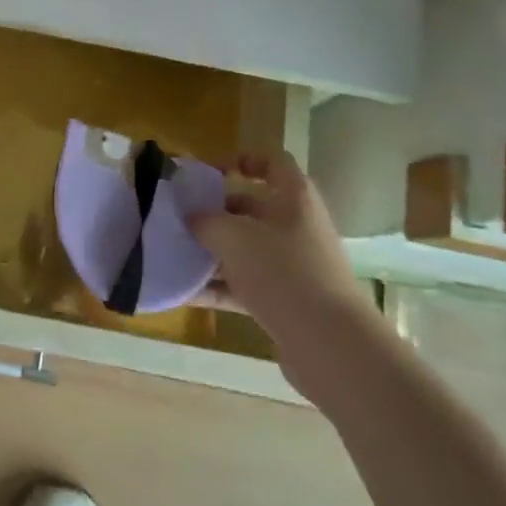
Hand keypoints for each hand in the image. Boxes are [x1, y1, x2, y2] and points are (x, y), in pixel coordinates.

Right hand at [191, 152, 374, 395]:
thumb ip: (205, 221)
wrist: (330, 345)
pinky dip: (218, 286)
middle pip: (252, 208)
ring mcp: (294, 266)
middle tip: (179, 216)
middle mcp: (297, 226)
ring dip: (212, 251)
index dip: (241, 160)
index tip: (207, 173)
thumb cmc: (283, 272)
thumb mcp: (233, 237)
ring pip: (246, 249)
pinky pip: (245, 285)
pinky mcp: (287, 301)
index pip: (272, 162)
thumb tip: (191, 217)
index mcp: (294, 198)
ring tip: (174, 254)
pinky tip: (185, 292)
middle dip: (214, 212)